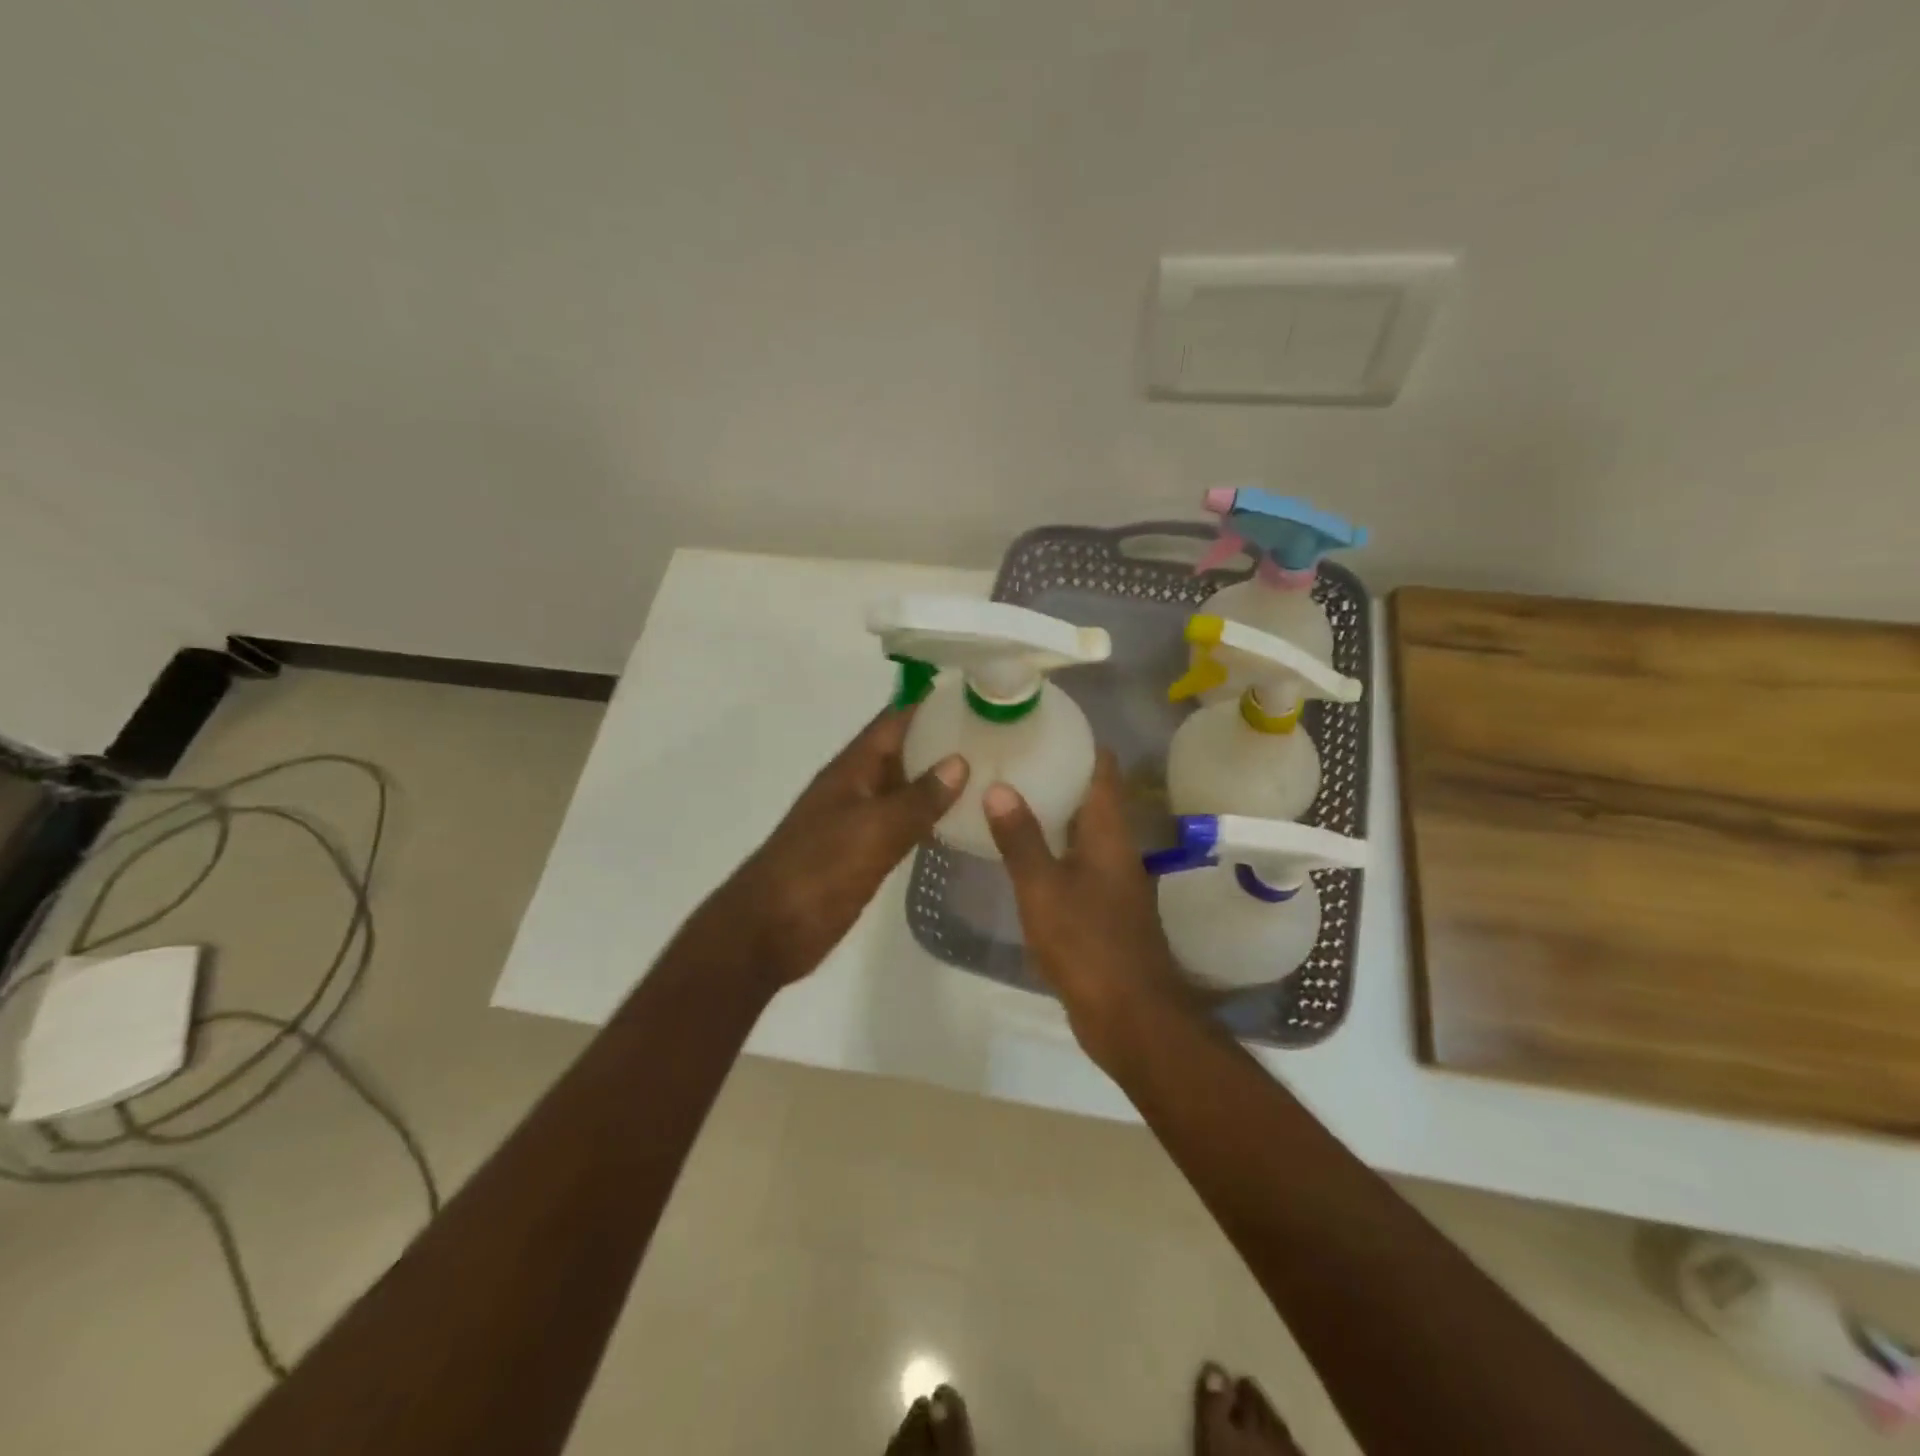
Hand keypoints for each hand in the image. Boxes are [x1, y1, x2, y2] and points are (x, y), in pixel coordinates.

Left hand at [709, 707, 967, 988]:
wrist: (767, 932)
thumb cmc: (817, 873)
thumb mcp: (871, 832)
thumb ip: (917, 799)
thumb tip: (960, 762)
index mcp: (852, 770)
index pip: (895, 720)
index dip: (932, 703)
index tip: (979, 692)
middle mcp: (857, 787)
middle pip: (904, 751)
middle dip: (945, 740)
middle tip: (1000, 735)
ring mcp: (859, 820)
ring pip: (906, 788)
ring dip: (941, 779)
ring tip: (993, 772)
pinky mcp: (864, 852)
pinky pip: (903, 823)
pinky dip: (930, 817)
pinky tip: (962, 822)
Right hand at [984, 750, 1193, 1067]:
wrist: (1130, 1016)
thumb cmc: (1088, 944)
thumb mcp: (1043, 888)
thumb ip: (1020, 838)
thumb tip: (998, 786)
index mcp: (1109, 832)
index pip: (1102, 768)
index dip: (1079, 741)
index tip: (1042, 724)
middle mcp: (1116, 848)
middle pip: (1091, 796)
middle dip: (1057, 774)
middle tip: (1012, 757)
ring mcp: (1111, 880)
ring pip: (1081, 830)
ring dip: (1052, 812)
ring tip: (1007, 796)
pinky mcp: (1102, 908)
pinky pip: (1075, 862)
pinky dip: (1051, 848)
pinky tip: (1019, 853)